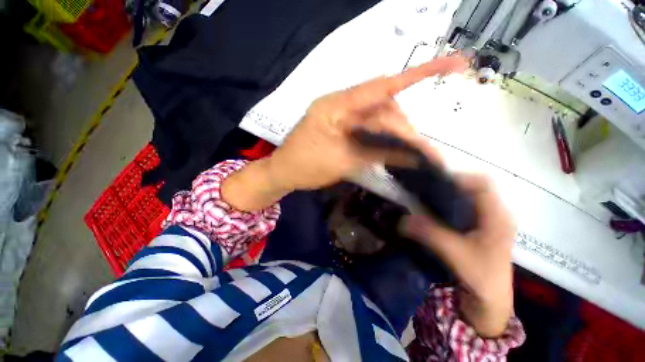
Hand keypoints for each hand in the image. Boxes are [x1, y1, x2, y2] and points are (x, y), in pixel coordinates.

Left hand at [266, 55, 467, 190]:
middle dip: (404, 128)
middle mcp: (341, 104)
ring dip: (395, 135)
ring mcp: (342, 116)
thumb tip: (412, 152)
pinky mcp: (342, 128)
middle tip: (421, 151)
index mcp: (337, 105)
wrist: (284, 173)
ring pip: (378, 119)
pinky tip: (392, 150)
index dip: (418, 74)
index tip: (455, 65)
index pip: (382, 86)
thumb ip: (376, 153)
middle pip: (384, 107)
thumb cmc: (306, 166)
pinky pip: (368, 128)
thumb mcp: (342, 160)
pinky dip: (382, 139)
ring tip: (410, 154)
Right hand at [401, 174, 515, 336]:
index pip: (482, 183)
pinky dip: (445, 205)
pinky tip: (430, 210)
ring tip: (424, 196)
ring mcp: (485, 220)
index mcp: (497, 216)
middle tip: (424, 187)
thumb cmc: (481, 277)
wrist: (490, 300)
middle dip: (448, 184)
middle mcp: (493, 213)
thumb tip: (402, 219)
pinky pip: (460, 208)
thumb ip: (429, 233)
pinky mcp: (476, 228)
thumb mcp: (455, 253)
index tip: (434, 181)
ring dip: (445, 194)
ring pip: (465, 197)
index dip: (459, 177)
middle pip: (471, 187)